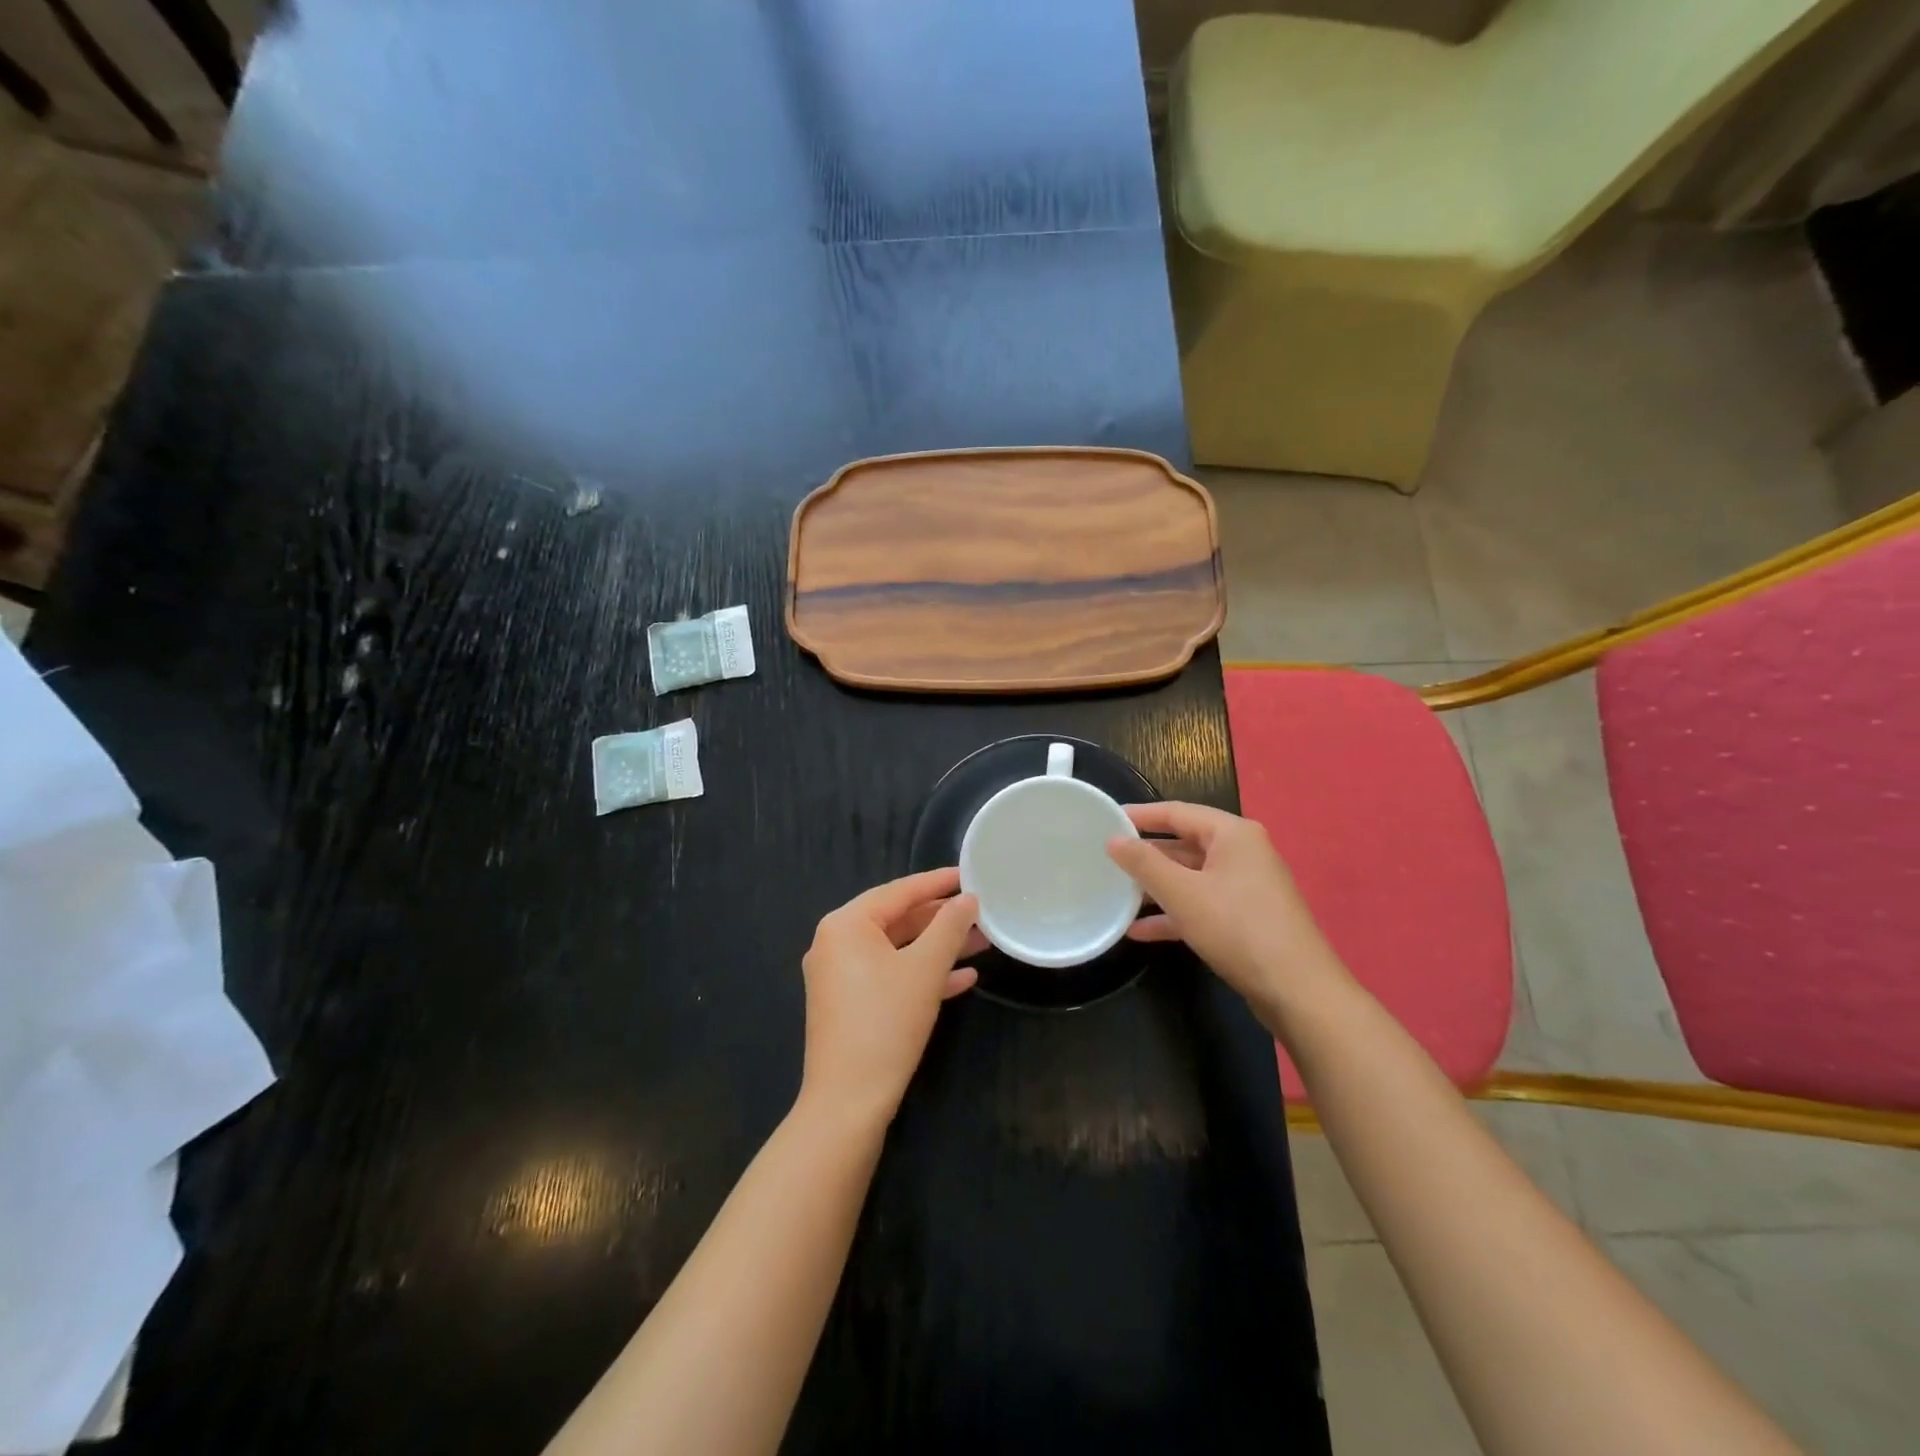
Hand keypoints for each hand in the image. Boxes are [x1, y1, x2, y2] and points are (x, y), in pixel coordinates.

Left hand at [799, 868, 980, 1126]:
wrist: (848, 1101)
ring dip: (937, 948)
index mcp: (846, 925)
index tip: (969, 874)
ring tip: (981, 942)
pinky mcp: (848, 1004)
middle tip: (980, 911)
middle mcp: (836, 943)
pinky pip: (889, 976)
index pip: (899, 891)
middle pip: (897, 920)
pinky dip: (921, 974)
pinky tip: (962, 979)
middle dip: (942, 919)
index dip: (938, 882)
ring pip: (897, 950)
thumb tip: (969, 899)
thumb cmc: (886, 1022)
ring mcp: (839, 976)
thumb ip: (949, 927)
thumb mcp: (925, 969)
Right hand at [1105, 801, 1350, 1017]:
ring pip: (1190, 878)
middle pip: (1184, 845)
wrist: (1298, 992)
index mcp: (1233, 834)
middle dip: (1146, 856)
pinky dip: (1174, 914)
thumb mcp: (1182, 893)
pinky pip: (1201, 905)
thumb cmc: (1238, 929)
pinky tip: (1140, 931)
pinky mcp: (1245, 919)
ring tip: (1116, 895)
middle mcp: (1242, 853)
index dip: (1140, 815)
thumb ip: (1144, 863)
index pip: (1177, 812)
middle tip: (1106, 860)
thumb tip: (1113, 839)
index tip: (1106, 819)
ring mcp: (1246, 887)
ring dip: (1156, 888)